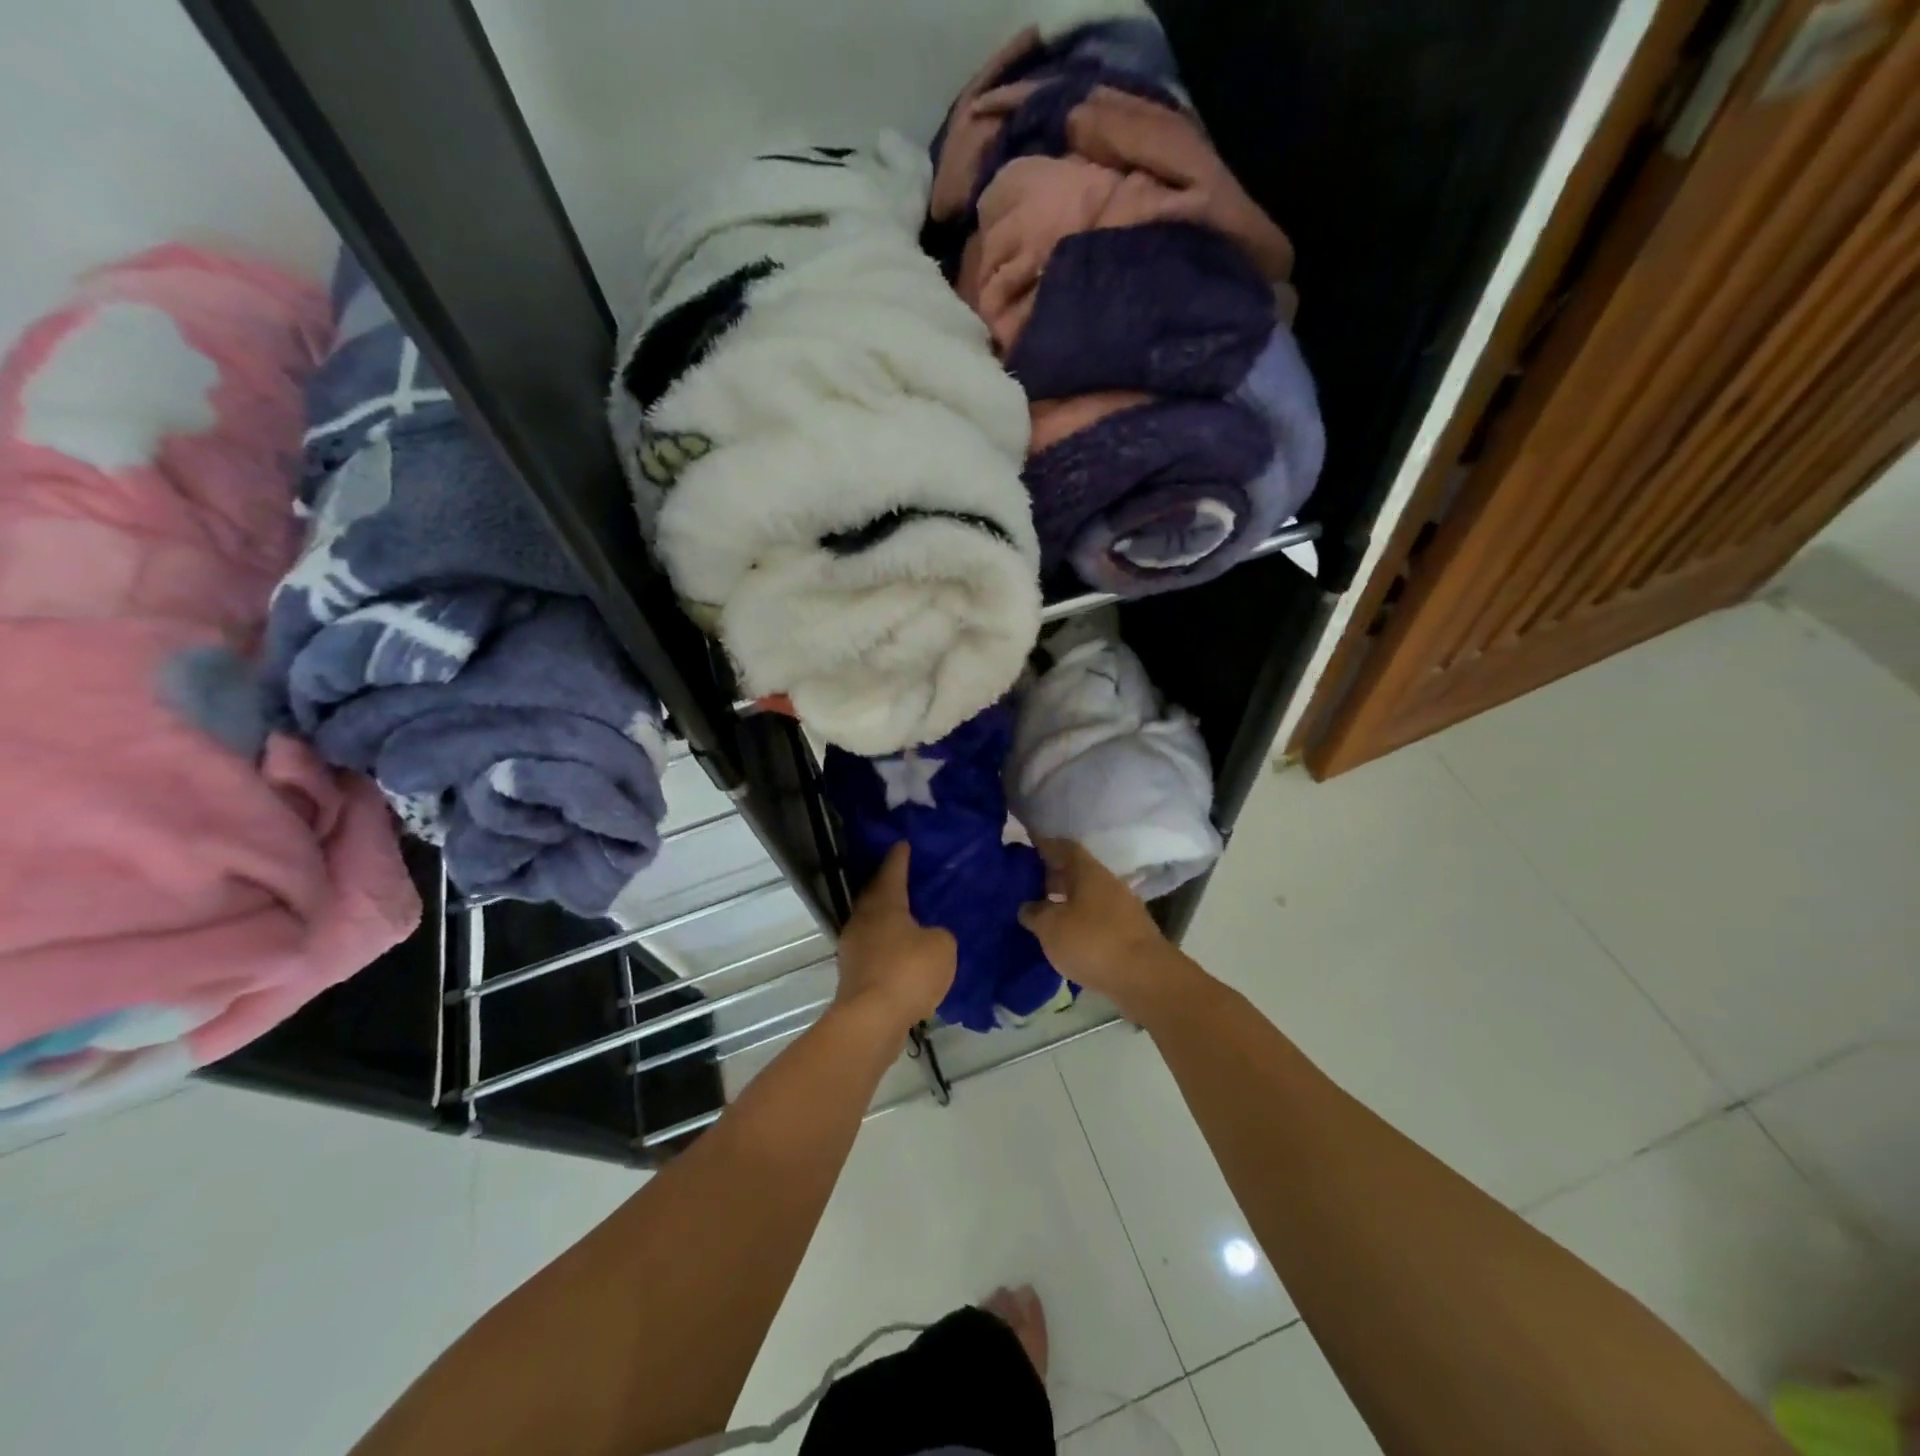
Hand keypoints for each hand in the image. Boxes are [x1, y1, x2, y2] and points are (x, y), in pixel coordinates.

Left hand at [834, 844, 956, 1034]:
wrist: (871, 1020)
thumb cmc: (908, 971)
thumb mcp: (942, 946)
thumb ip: (940, 934)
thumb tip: (929, 937)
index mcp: (884, 903)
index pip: (892, 870)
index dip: (900, 857)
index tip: (903, 843)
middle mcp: (863, 919)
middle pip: (876, 895)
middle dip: (890, 886)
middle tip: (908, 879)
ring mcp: (854, 948)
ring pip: (873, 924)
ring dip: (889, 919)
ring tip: (910, 917)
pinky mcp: (854, 975)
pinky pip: (875, 950)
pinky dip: (888, 946)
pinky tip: (904, 954)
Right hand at [1019, 839, 1198, 1024]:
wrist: (1145, 978)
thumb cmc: (1092, 942)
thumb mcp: (1050, 927)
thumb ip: (1035, 913)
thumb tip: (1028, 907)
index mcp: (1088, 871)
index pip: (1064, 847)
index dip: (1044, 846)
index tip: (1026, 849)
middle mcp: (1108, 883)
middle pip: (1076, 872)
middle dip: (1052, 877)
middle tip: (1026, 886)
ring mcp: (1122, 908)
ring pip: (1087, 897)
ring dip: (1065, 902)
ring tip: (1042, 915)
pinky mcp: (1129, 933)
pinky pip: (1097, 919)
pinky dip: (1079, 923)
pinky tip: (1065, 938)